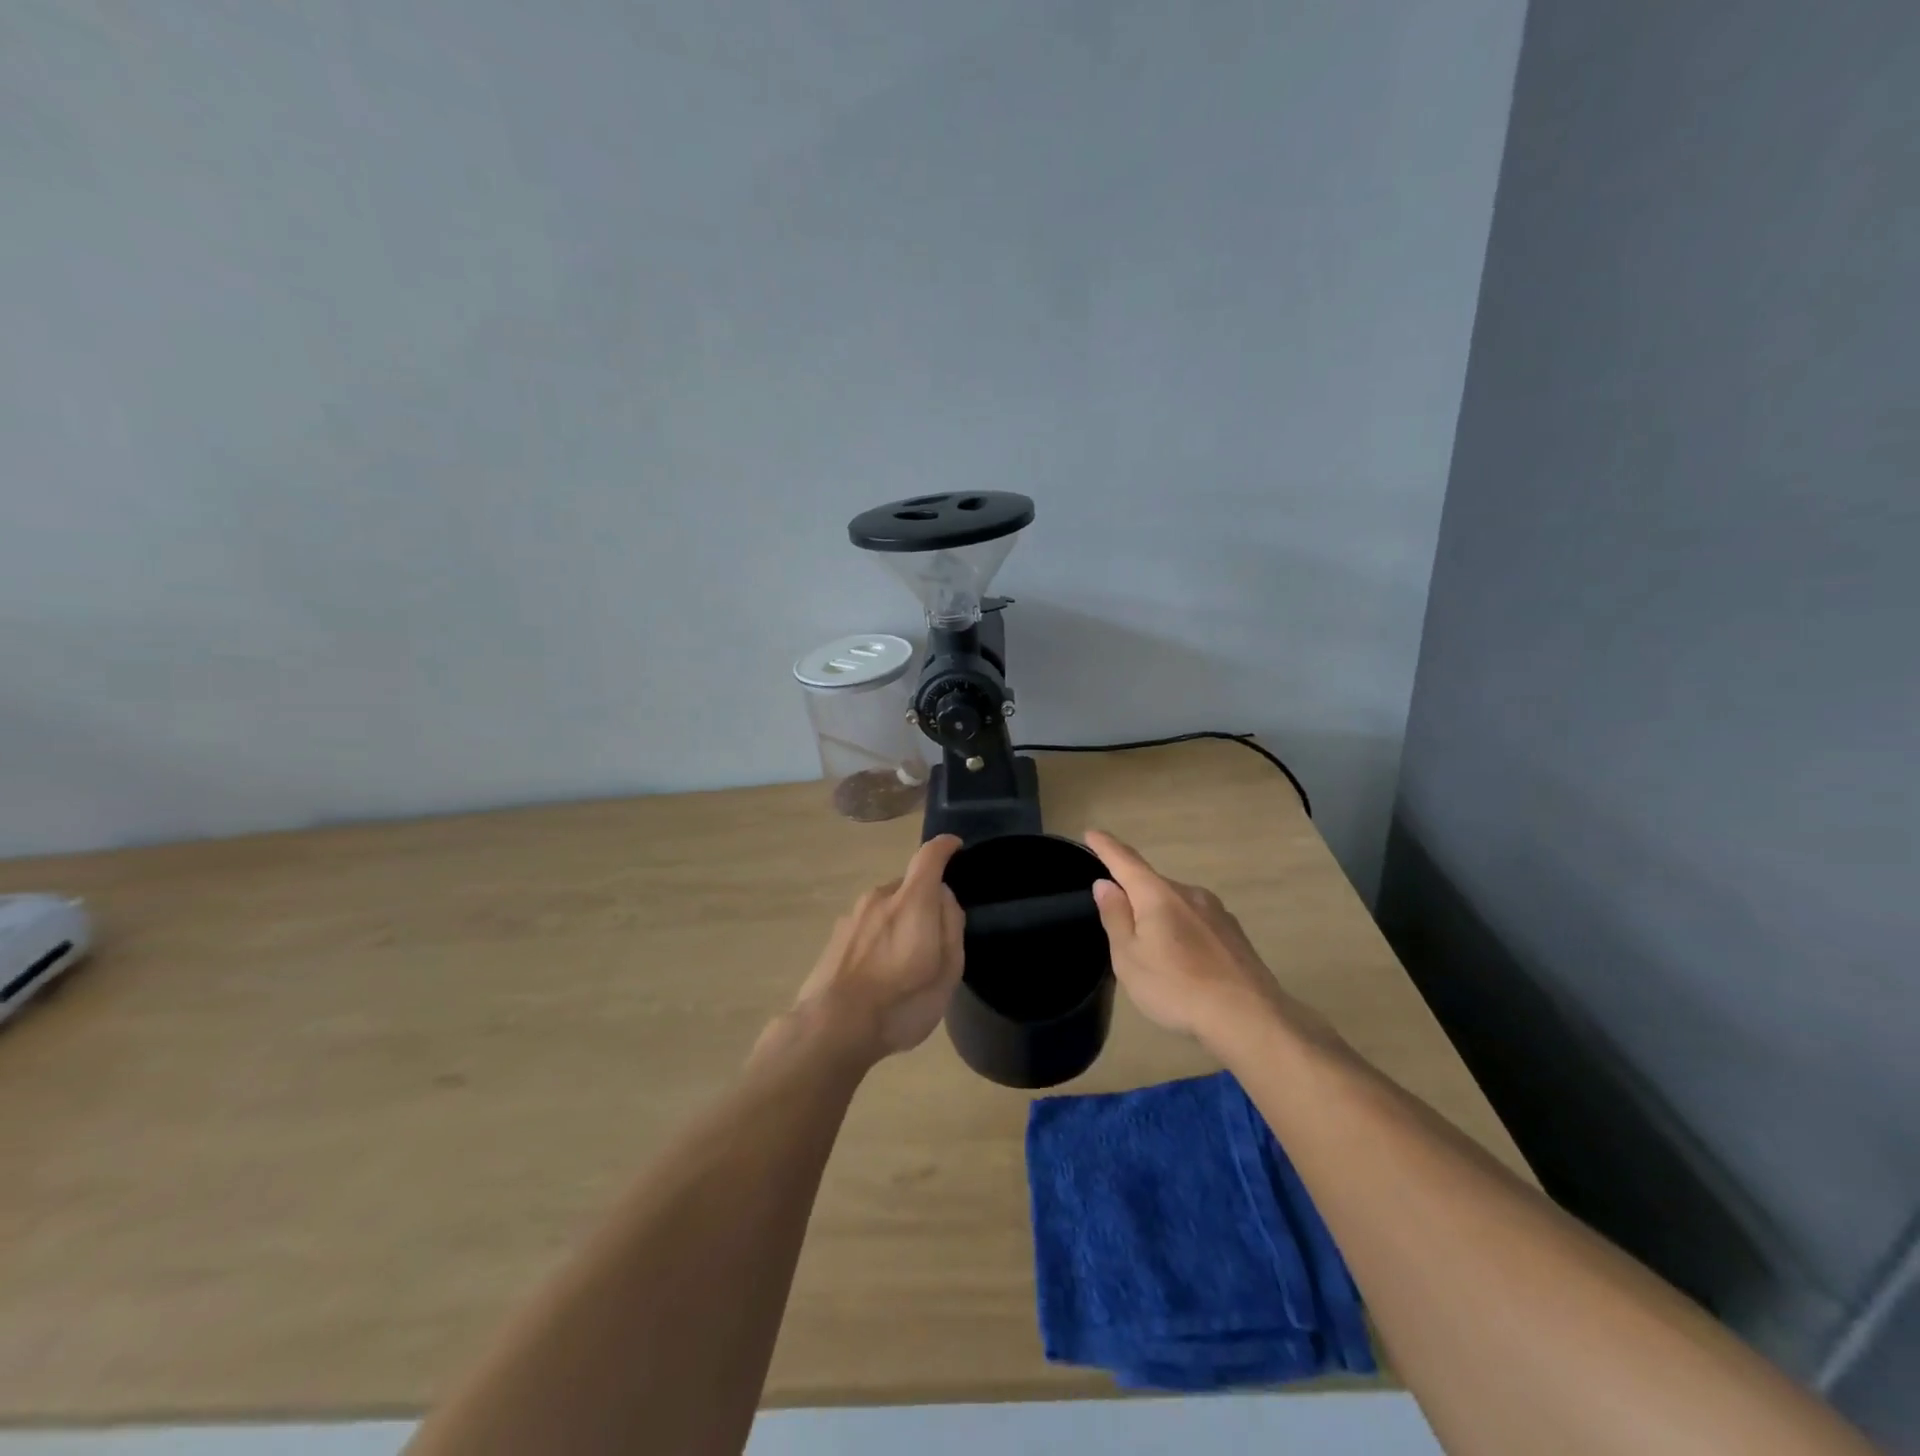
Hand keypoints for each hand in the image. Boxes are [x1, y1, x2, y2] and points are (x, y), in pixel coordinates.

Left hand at [789, 835, 966, 1062]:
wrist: (831, 1027)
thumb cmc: (901, 1002)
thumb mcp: (946, 972)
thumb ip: (951, 927)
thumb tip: (944, 897)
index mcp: (912, 901)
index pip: (929, 856)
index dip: (945, 847)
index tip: (955, 847)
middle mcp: (880, 897)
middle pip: (909, 886)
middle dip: (925, 902)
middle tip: (935, 939)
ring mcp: (853, 915)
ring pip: (886, 907)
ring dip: (900, 922)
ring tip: (905, 963)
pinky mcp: (836, 936)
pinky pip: (868, 925)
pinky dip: (879, 938)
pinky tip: (879, 973)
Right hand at [1086, 830, 1314, 1046]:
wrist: (1249, 1018)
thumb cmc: (1176, 987)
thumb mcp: (1129, 958)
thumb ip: (1115, 917)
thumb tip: (1105, 884)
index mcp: (1158, 895)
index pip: (1125, 861)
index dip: (1106, 847)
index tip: (1092, 832)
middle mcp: (1189, 893)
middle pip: (1152, 884)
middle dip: (1134, 894)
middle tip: (1119, 923)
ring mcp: (1216, 912)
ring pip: (1177, 904)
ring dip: (1160, 916)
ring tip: (1154, 950)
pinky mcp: (1234, 933)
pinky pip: (1197, 921)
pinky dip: (1183, 930)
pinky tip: (1185, 960)